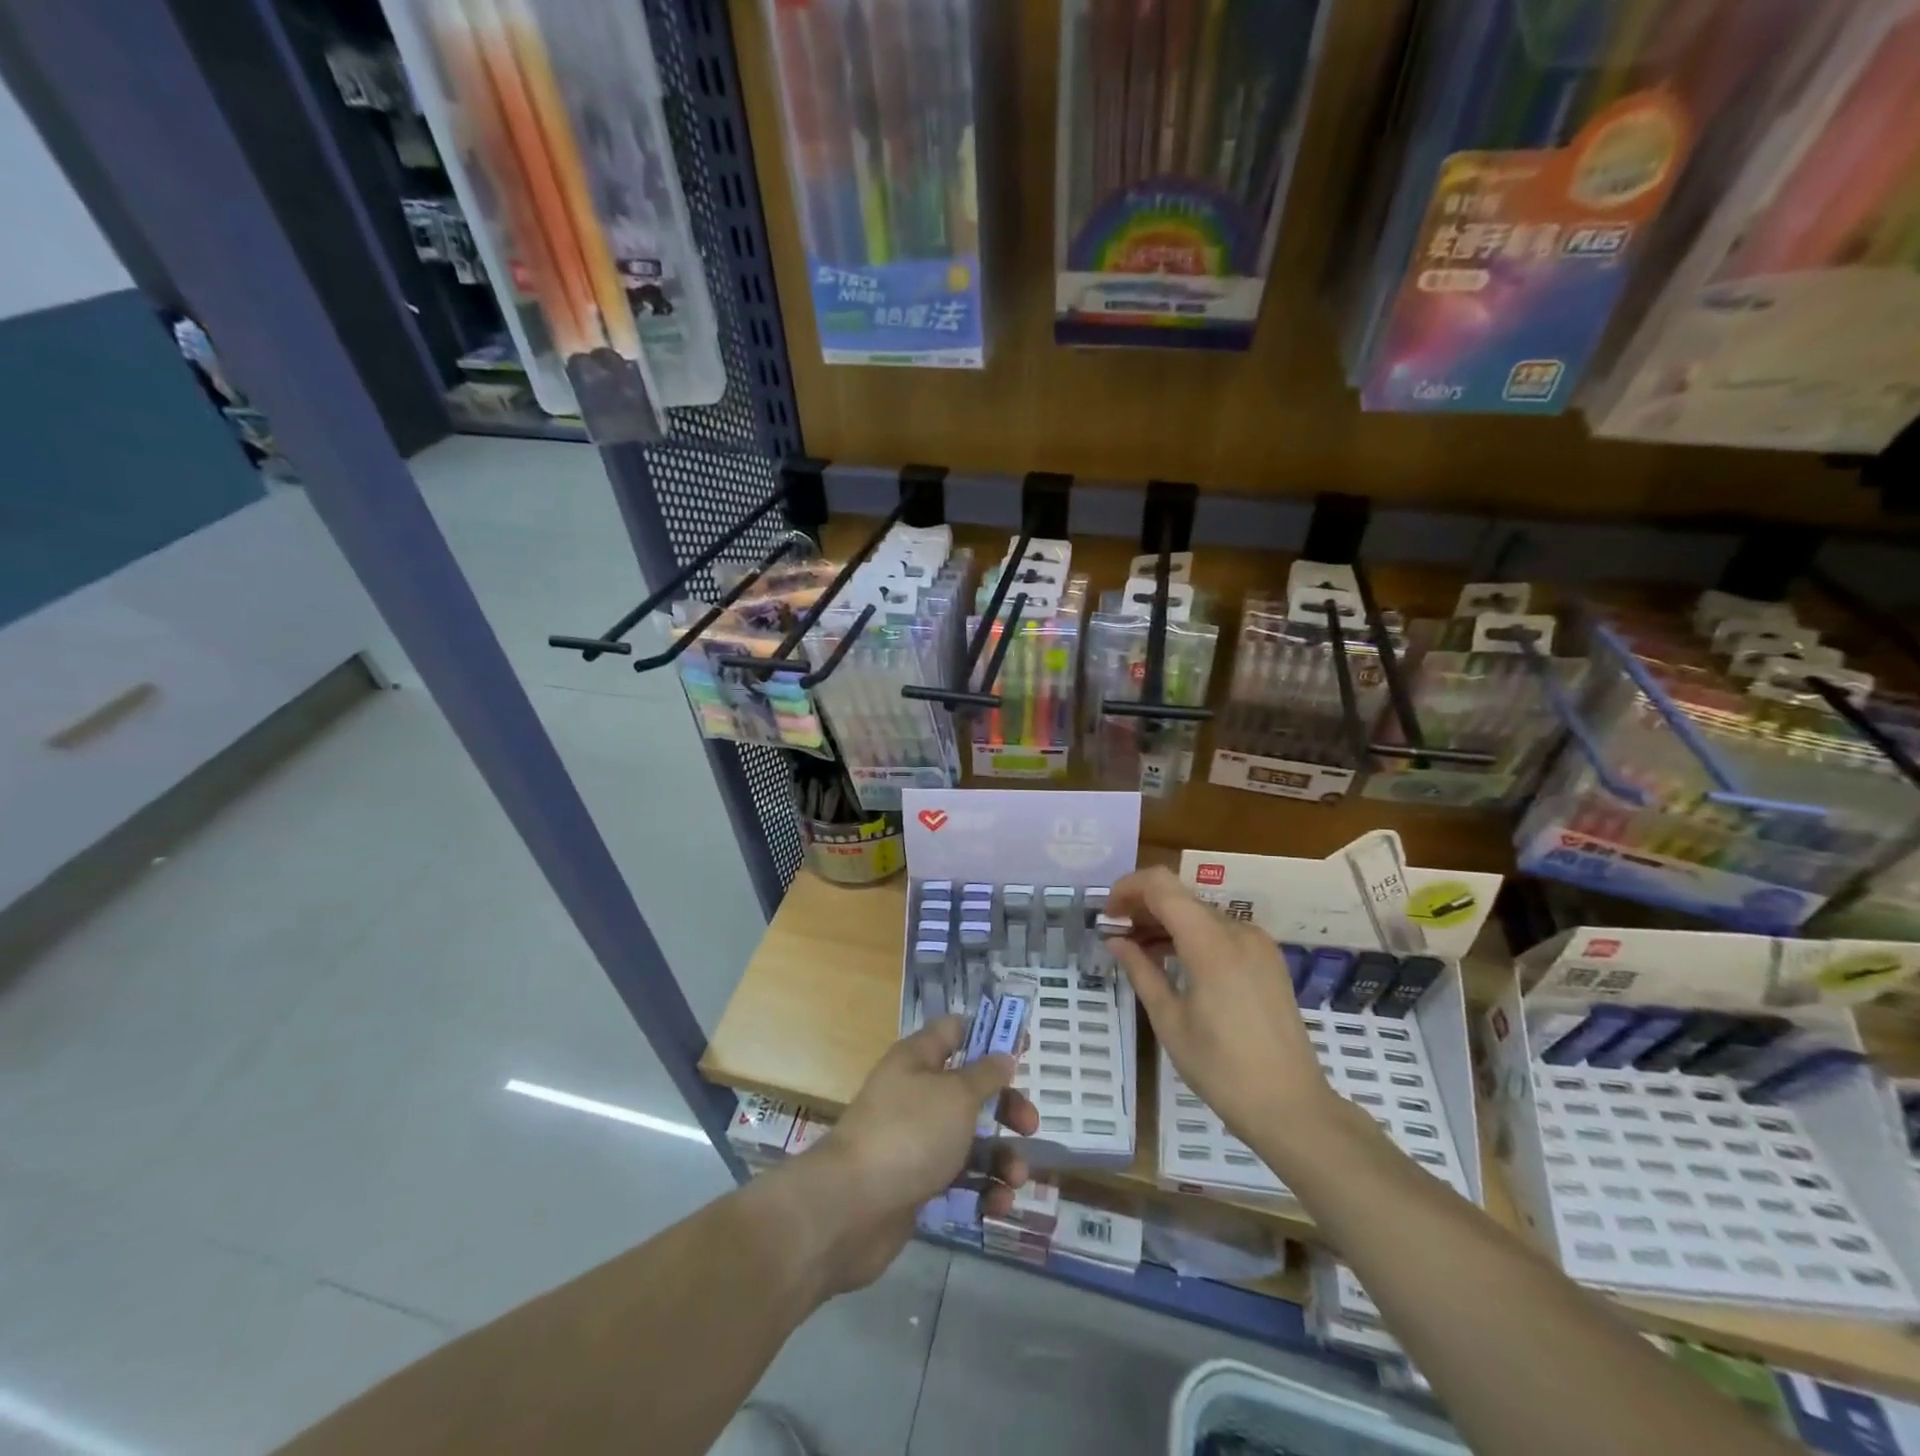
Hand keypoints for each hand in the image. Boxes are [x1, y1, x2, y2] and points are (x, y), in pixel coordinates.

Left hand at [796, 1016, 1037, 1294]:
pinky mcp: (916, 1184)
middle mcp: (916, 1094)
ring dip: (999, 1158)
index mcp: (918, 1059)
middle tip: (1030, 1126)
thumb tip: (1002, 1054)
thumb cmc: (908, 1133)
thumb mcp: (956, 1095)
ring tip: (1015, 1180)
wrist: (851, 1208)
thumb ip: (985, 1075)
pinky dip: (981, 1191)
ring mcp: (915, 1141)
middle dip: (1005, 1107)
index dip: (990, 1036)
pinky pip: (959, 1179)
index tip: (1025, 1048)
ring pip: (969, 1140)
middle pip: (970, 1090)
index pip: (956, 1031)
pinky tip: (996, 1206)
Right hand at [1107, 866, 1332, 1142]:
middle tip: (1117, 934)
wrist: (1292, 1107)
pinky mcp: (1268, 959)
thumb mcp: (1169, 1020)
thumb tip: (1115, 940)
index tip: (1107, 913)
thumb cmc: (1221, 1068)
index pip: (1161, 886)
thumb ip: (1141, 970)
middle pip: (1181, 897)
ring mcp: (1258, 944)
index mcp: (1210, 943)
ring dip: (1167, 922)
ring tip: (1139, 949)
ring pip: (1200, 914)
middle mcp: (1238, 931)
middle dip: (1144, 907)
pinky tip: (1174, 961)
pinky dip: (1192, 936)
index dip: (1128, 888)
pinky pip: (1221, 932)